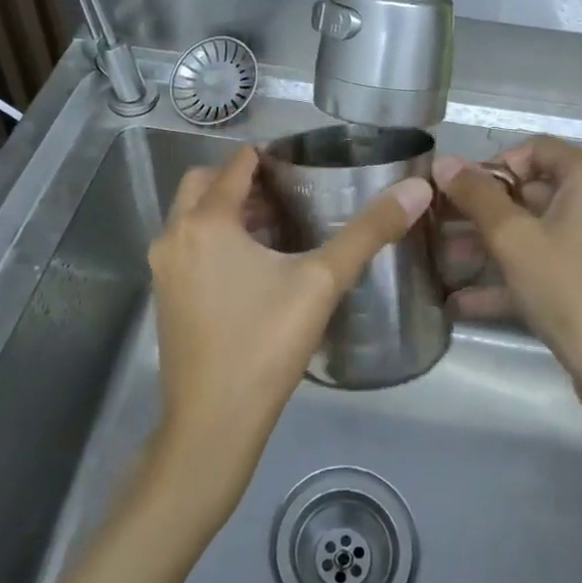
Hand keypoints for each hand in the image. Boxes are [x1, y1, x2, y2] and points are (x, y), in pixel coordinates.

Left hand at [147, 145, 432, 526]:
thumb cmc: (265, 346)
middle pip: (205, 185)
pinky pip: (188, 246)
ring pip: (192, 217)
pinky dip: (214, 238)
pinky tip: (253, 265)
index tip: (303, 163)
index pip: (236, 165)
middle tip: (288, 194)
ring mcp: (164, 268)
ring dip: (228, 211)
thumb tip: (417, 190)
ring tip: (276, 225)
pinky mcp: (165, 296)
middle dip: (243, 181)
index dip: (269, 157)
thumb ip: (368, 232)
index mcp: (206, 222)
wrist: (212, 425)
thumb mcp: (322, 283)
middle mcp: (174, 235)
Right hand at [435, 137, 581, 438]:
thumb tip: (443, 161)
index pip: (534, 149)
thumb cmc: (573, 292)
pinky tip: (468, 301)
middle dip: (485, 211)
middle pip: (538, 190)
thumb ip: (476, 196)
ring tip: (447, 263)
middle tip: (443, 229)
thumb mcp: (514, 241)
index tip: (457, 195)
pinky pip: (559, 263)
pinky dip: (520, 273)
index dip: (490, 167)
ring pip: (545, 231)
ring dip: (495, 244)